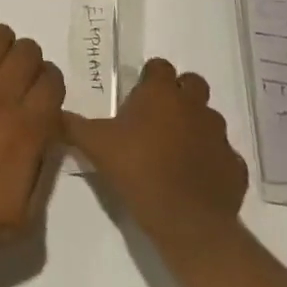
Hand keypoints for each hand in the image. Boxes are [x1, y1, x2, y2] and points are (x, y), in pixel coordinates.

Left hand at [0, 24, 63, 273]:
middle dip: (28, 64)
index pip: (52, 80)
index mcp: (26, 128)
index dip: (49, 87)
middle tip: (15, 83)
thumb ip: (41, 166)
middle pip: (27, 51)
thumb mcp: (26, 212)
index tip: (40, 99)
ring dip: (0, 50)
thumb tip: (45, 132)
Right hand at [62, 58, 247, 248]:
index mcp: (161, 93)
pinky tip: (194, 176)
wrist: (186, 221)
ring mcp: (219, 136)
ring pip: (209, 118)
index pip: (159, 66)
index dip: (149, 78)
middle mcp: (194, 106)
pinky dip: (211, 160)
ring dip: (195, 126)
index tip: (137, 96)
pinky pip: (223, 155)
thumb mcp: (94, 144)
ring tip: (174, 149)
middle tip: (157, 117)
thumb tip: (51, 111)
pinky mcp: (235, 166)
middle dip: (178, 94)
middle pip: (191, 84)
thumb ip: (72, 124)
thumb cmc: (137, 169)